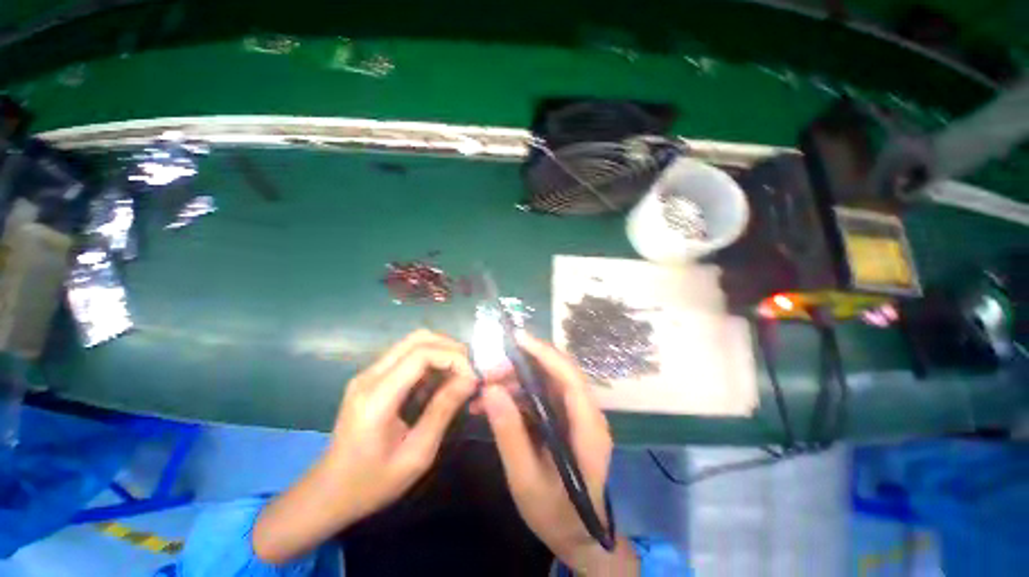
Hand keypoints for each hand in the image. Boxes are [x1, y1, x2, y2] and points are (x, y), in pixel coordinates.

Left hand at [253, 330, 475, 563]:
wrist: (328, 492)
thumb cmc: (372, 482)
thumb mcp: (416, 454)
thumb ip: (443, 411)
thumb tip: (470, 380)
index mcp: (377, 397)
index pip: (421, 354)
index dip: (453, 358)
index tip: (472, 377)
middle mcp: (370, 376)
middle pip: (417, 339)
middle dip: (450, 348)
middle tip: (469, 370)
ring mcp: (368, 374)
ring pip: (413, 342)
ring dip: (441, 351)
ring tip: (459, 374)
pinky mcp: (372, 377)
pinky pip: (407, 355)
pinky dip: (430, 360)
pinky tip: (440, 381)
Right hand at [482, 332, 638, 573]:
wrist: (577, 537)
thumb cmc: (556, 515)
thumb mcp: (526, 479)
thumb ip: (509, 434)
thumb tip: (490, 390)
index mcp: (588, 428)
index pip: (569, 377)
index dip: (545, 354)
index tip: (517, 339)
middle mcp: (586, 413)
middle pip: (556, 373)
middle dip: (522, 366)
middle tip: (489, 372)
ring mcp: (575, 415)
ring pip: (545, 382)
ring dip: (514, 381)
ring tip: (483, 391)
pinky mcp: (563, 419)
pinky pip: (539, 397)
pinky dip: (516, 395)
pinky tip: (492, 404)